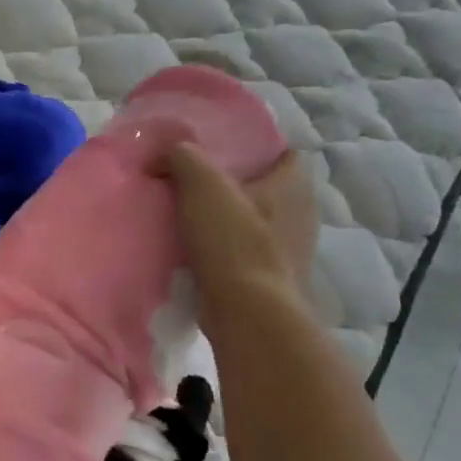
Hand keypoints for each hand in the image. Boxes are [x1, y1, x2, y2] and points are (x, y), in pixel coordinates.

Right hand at [152, 145, 318, 297]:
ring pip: (255, 224)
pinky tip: (194, 254)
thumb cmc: (232, 241)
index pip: (283, 154)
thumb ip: (181, 157)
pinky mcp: (271, 281)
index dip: (255, 148)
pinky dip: (223, 252)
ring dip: (227, 222)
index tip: (220, 152)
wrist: (246, 312)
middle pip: (266, 189)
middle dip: (234, 186)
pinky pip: (244, 255)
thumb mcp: (201, 184)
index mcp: (294, 186)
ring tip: (187, 220)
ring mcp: (289, 252)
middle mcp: (301, 215)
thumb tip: (159, 157)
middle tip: (194, 184)